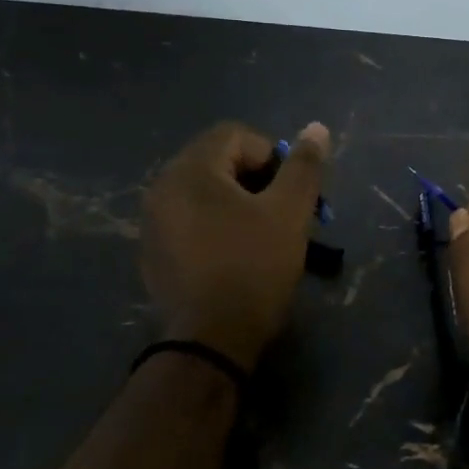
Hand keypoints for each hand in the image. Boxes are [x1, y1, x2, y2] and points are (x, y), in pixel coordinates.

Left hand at [141, 121, 329, 369]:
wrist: (212, 340)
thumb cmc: (254, 268)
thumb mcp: (289, 213)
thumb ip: (304, 167)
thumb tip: (317, 128)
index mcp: (190, 169)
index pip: (236, 135)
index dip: (274, 156)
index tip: (292, 193)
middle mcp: (162, 187)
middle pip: (218, 163)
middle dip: (258, 182)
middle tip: (283, 214)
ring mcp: (152, 223)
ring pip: (204, 195)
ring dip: (238, 205)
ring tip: (263, 237)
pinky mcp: (153, 254)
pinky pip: (189, 223)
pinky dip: (215, 228)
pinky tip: (234, 259)